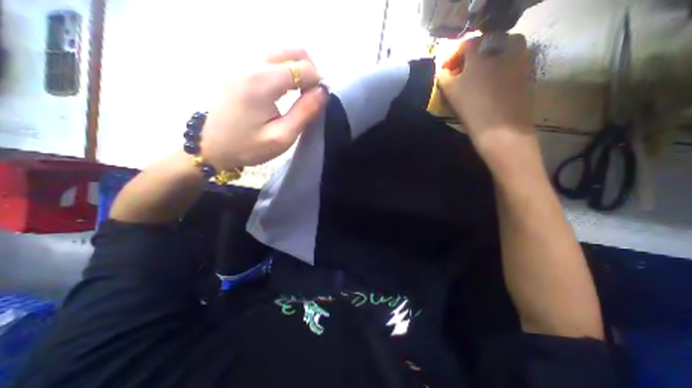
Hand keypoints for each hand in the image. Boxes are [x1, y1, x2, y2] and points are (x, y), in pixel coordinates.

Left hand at [200, 47, 327, 167]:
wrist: (210, 146)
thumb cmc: (248, 146)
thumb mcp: (282, 137)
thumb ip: (304, 112)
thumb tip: (323, 92)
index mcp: (261, 82)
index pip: (302, 67)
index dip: (318, 81)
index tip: (321, 98)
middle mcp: (250, 63)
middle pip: (292, 50)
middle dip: (310, 70)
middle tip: (313, 93)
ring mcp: (241, 62)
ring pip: (281, 52)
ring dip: (298, 68)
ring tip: (301, 92)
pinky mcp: (238, 67)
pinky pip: (269, 58)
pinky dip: (285, 69)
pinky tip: (285, 88)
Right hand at [440, 33, 536, 155]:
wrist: (501, 130)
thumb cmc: (472, 109)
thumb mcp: (451, 92)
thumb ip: (444, 78)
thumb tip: (444, 72)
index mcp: (481, 53)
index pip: (464, 46)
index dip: (452, 57)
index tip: (445, 70)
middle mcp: (503, 50)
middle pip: (483, 47)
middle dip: (469, 59)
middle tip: (460, 75)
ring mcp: (518, 60)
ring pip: (498, 54)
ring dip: (484, 64)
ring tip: (474, 81)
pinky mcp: (526, 74)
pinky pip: (509, 65)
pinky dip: (497, 71)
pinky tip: (488, 88)